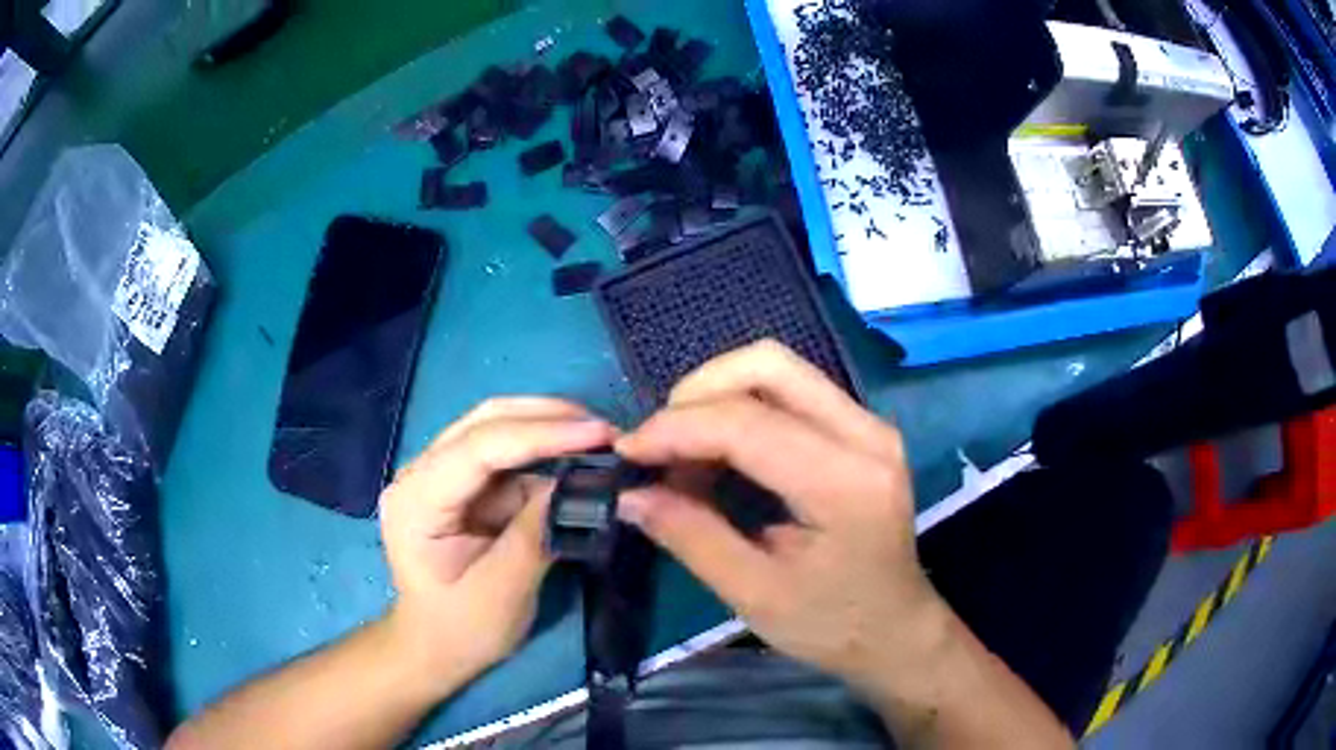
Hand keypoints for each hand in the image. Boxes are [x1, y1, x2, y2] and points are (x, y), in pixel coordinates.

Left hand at [378, 398, 615, 681]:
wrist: (436, 647)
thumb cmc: (463, 630)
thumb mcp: (503, 593)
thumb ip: (535, 535)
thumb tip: (576, 483)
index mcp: (415, 501)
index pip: (478, 448)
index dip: (540, 434)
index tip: (600, 434)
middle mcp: (419, 473)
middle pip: (484, 422)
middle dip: (548, 418)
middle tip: (607, 431)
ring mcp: (438, 474)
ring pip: (495, 427)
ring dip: (548, 427)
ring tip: (600, 439)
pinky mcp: (461, 483)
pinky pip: (505, 453)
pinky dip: (544, 451)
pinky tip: (576, 457)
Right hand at [614, 341, 942, 690]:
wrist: (895, 630)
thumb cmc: (832, 624)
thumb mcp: (754, 594)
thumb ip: (691, 537)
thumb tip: (630, 495)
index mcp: (845, 483)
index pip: (747, 423)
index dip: (676, 428)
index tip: (628, 453)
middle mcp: (866, 434)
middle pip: (768, 365)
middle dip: (697, 392)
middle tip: (660, 444)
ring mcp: (869, 425)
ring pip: (778, 369)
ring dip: (717, 397)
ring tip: (684, 454)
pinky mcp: (861, 429)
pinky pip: (791, 392)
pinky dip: (741, 408)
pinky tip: (718, 453)